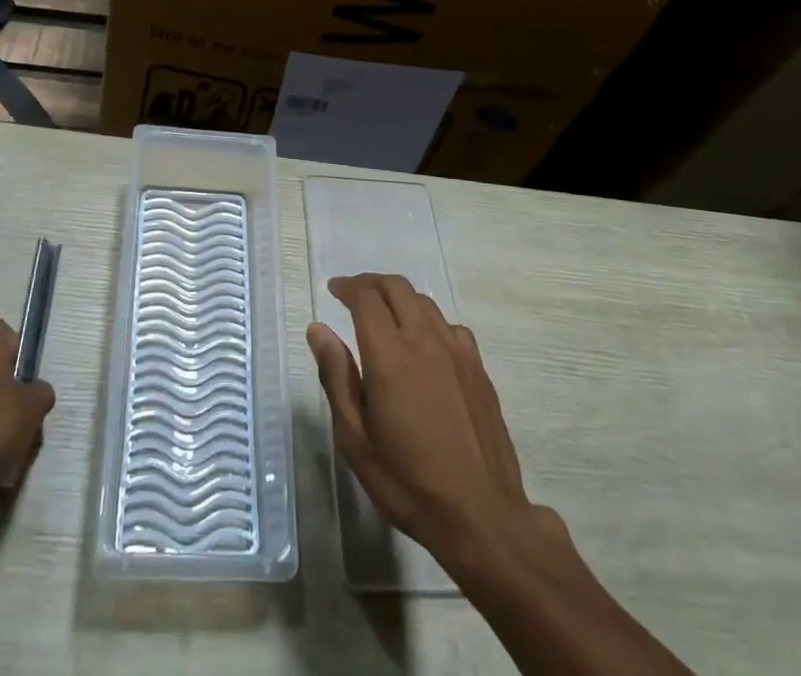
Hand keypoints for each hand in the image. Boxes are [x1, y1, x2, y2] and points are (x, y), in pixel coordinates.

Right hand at [309, 274, 556, 561]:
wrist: (481, 516)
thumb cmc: (408, 483)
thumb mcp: (355, 439)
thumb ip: (336, 378)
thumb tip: (318, 329)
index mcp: (389, 355)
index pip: (365, 298)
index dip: (347, 287)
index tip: (333, 290)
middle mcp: (423, 340)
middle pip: (396, 287)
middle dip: (371, 283)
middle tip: (354, 294)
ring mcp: (456, 351)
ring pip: (424, 302)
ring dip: (399, 298)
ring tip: (385, 315)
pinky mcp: (478, 368)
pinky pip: (450, 326)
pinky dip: (429, 321)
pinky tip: (425, 344)